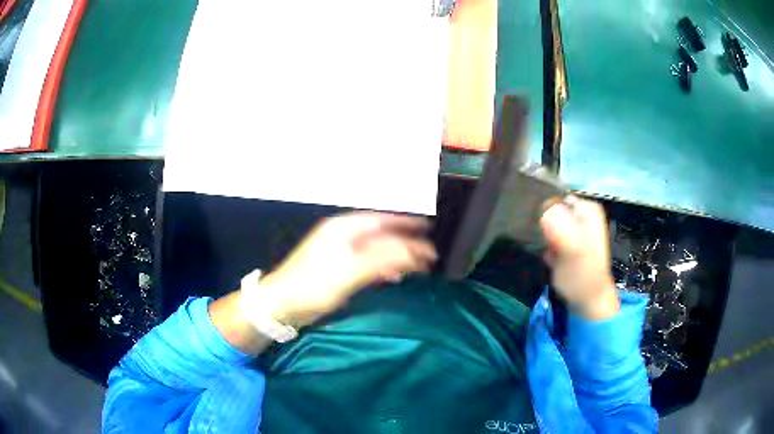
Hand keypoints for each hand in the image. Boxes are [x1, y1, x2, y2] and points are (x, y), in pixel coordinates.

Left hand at [258, 212, 436, 326]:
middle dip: (405, 242)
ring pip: (375, 248)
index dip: (406, 223)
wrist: (280, 305)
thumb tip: (415, 251)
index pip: (382, 220)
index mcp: (344, 228)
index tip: (429, 229)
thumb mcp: (350, 271)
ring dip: (396, 256)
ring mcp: (338, 252)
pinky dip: (383, 268)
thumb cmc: (313, 285)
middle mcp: (342, 235)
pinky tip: (392, 276)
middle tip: (428, 252)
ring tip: (417, 265)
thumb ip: (383, 259)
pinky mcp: (337, 269)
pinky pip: (367, 263)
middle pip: (381, 233)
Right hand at [540, 196, 619, 319]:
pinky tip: (550, 258)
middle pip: (551, 208)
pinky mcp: (567, 243)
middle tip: (545, 242)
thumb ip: (561, 228)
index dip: (543, 209)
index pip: (555, 196)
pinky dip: (545, 246)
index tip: (539, 228)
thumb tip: (544, 212)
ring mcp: (574, 229)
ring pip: (548, 222)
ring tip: (548, 251)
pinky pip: (549, 237)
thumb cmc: (583, 275)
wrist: (588, 301)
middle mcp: (581, 214)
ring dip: (543, 236)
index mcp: (587, 208)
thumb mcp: (574, 250)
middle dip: (543, 224)